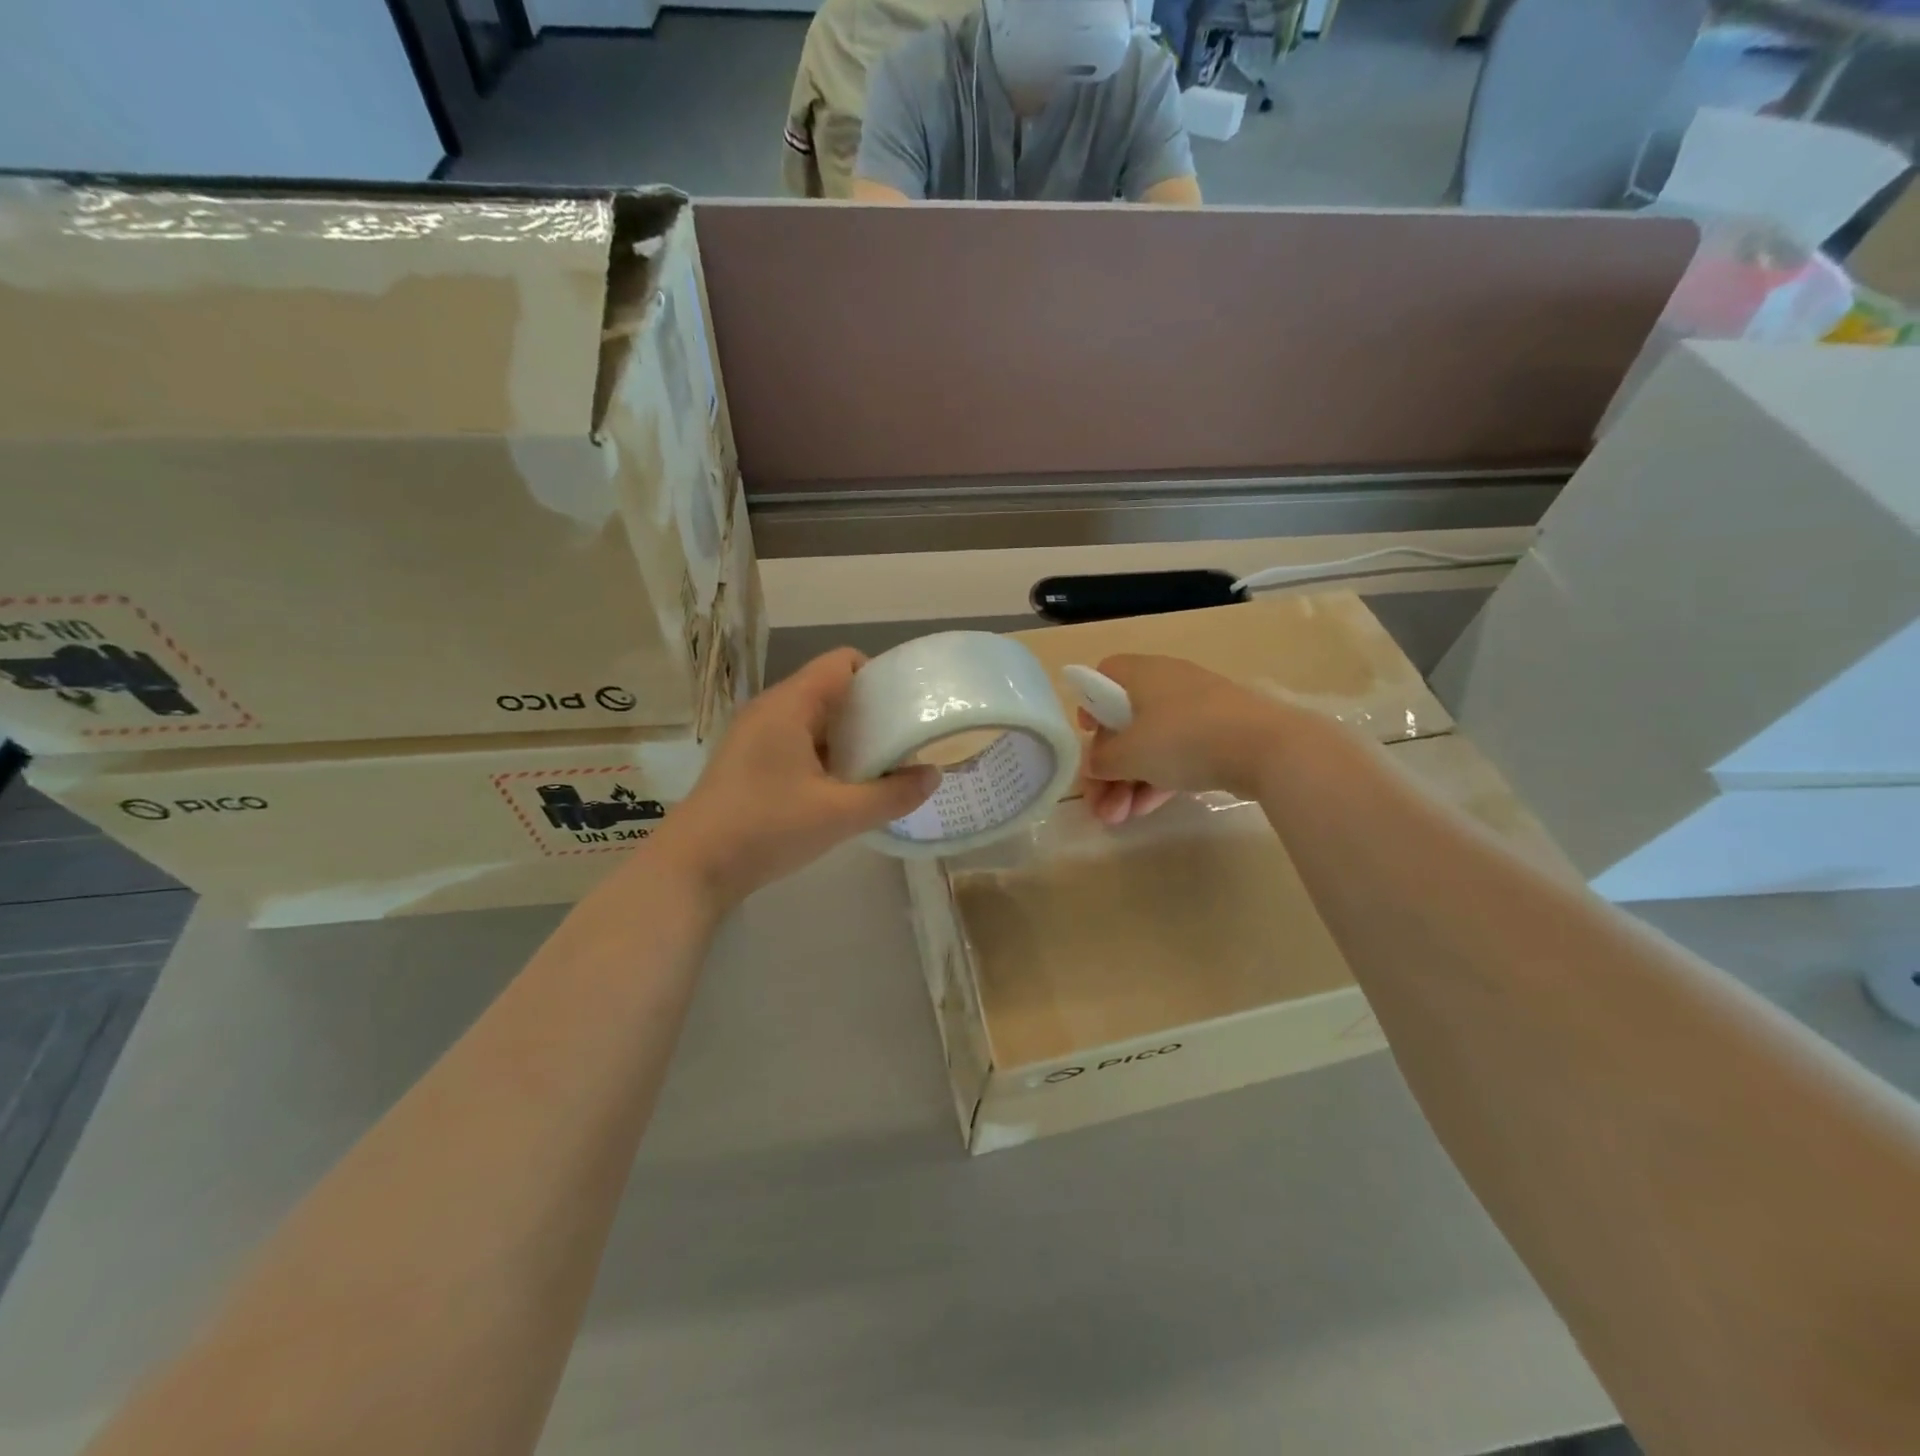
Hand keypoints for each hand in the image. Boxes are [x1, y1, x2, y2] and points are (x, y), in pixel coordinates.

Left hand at [648, 649, 938, 904]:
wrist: (692, 867)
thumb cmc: (766, 828)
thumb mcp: (839, 815)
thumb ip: (892, 795)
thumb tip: (933, 776)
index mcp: (789, 705)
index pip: (842, 663)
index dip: (880, 676)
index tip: (908, 708)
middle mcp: (770, 709)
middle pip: (830, 690)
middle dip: (870, 712)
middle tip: (903, 742)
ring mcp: (754, 735)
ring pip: (813, 719)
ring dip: (847, 737)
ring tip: (880, 767)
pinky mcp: (748, 761)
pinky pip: (796, 741)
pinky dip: (824, 754)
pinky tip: (841, 787)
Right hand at [1078, 654, 1293, 825]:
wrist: (1267, 748)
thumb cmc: (1184, 738)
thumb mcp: (1129, 753)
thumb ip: (1102, 759)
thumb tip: (1096, 763)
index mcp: (1142, 674)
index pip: (1104, 676)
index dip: (1089, 705)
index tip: (1087, 736)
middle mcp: (1168, 685)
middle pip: (1125, 722)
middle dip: (1108, 767)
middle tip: (1099, 803)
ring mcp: (1198, 711)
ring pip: (1152, 745)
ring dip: (1129, 782)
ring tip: (1118, 819)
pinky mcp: (1220, 736)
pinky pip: (1178, 756)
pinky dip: (1158, 780)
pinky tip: (1144, 812)